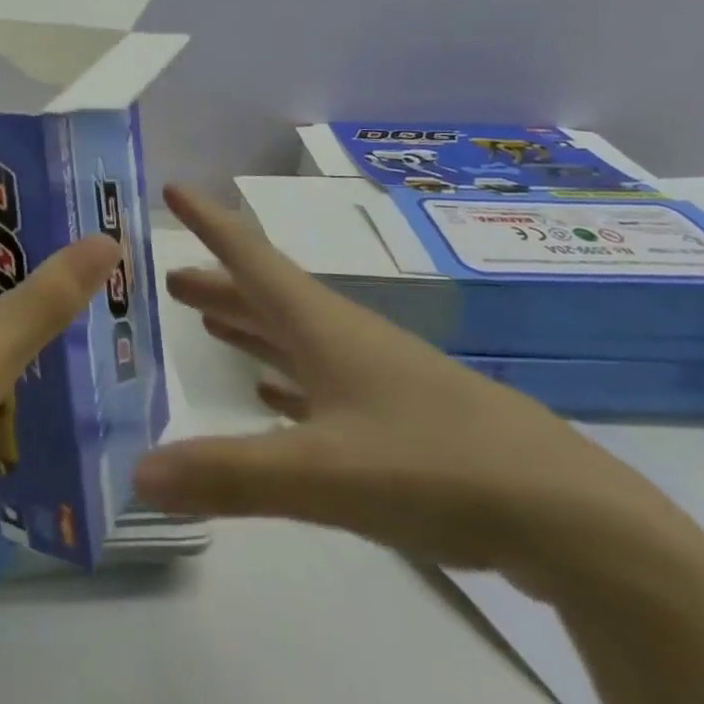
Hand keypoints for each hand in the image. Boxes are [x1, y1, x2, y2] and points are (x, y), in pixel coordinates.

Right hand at [133, 185, 703, 602]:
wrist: (565, 514)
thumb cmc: (434, 464)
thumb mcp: (323, 473)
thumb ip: (229, 473)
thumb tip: (137, 470)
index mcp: (320, 324)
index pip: (249, 255)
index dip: (208, 221)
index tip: (172, 189)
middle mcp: (340, 336)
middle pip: (265, 295)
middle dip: (217, 282)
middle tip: (169, 278)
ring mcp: (372, 376)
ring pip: (292, 336)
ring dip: (247, 324)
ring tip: (206, 322)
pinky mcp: (397, 418)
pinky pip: (320, 383)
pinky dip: (285, 379)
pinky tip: (269, 395)